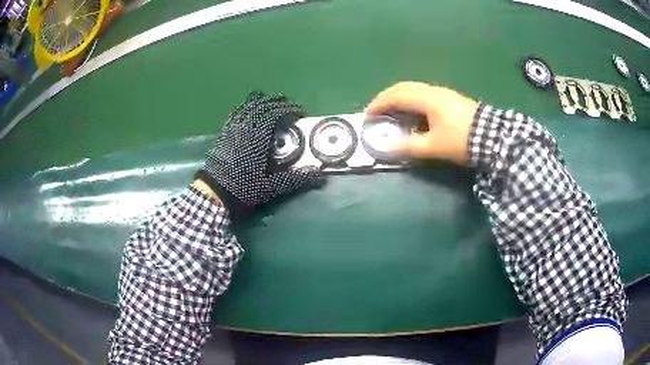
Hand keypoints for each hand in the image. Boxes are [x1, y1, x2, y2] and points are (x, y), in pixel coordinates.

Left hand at [196, 92, 320, 218]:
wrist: (214, 193)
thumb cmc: (243, 189)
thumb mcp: (271, 187)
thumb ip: (295, 178)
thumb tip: (318, 173)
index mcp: (257, 138)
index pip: (274, 114)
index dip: (288, 109)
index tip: (299, 112)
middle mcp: (244, 129)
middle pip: (261, 106)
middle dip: (276, 101)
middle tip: (288, 103)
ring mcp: (231, 129)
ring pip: (246, 106)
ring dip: (260, 101)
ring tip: (270, 101)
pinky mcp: (223, 134)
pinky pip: (235, 114)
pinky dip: (245, 108)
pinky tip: (248, 111)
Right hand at [365, 82, 478, 165]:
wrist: (492, 137)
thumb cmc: (461, 140)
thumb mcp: (434, 146)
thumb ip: (409, 146)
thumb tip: (388, 148)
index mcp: (427, 99)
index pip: (396, 96)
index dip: (379, 104)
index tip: (368, 116)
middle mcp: (433, 91)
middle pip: (404, 87)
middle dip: (387, 97)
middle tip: (376, 110)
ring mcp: (443, 93)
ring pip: (414, 89)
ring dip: (400, 98)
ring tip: (392, 111)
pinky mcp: (451, 99)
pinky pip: (424, 95)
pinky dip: (411, 101)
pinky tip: (413, 113)